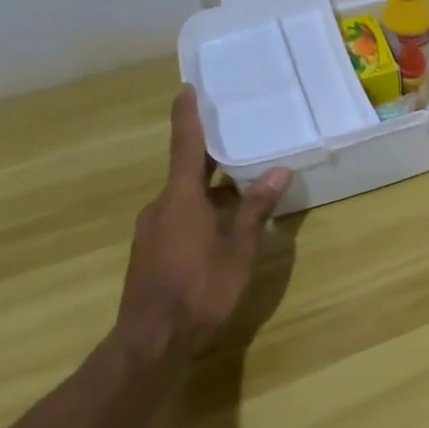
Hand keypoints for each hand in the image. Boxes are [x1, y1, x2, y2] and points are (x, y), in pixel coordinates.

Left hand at [114, 88, 290, 359]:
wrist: (152, 339)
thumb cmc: (200, 289)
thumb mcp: (238, 249)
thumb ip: (255, 208)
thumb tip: (278, 171)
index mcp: (180, 198)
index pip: (185, 146)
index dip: (187, 116)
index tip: (186, 88)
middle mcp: (160, 206)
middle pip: (187, 171)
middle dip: (211, 156)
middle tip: (238, 138)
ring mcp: (151, 230)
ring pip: (185, 197)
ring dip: (211, 189)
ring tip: (244, 187)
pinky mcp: (151, 251)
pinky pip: (179, 217)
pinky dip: (202, 210)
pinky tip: (224, 226)